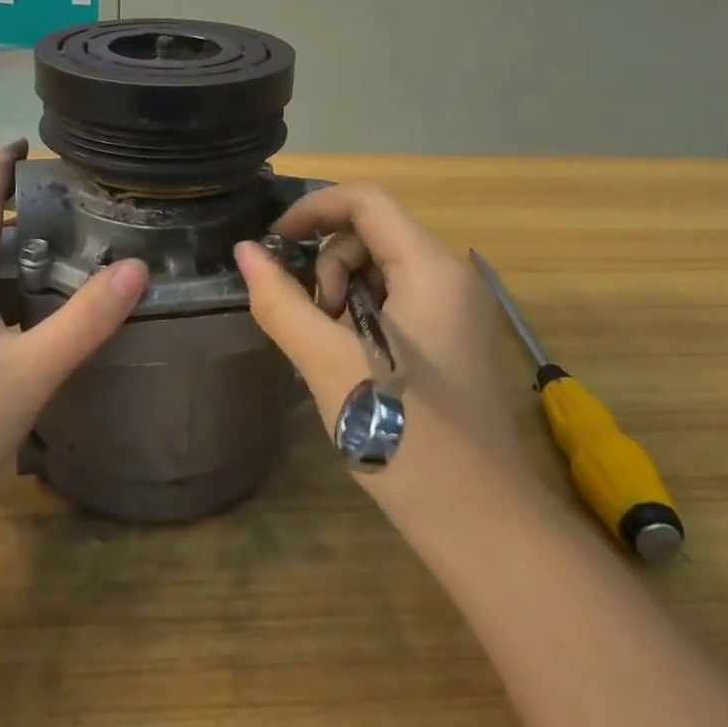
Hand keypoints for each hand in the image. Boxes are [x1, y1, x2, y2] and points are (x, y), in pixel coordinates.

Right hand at [234, 184, 540, 535]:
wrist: (483, 526)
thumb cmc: (407, 437)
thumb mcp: (331, 365)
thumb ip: (283, 303)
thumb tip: (245, 252)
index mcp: (431, 269)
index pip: (366, 201)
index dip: (313, 209)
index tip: (274, 244)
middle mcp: (450, 277)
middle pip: (371, 235)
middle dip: (328, 268)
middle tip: (315, 326)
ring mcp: (454, 311)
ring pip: (379, 270)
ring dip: (341, 296)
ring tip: (333, 352)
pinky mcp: (450, 341)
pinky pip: (394, 302)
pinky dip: (361, 318)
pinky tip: (352, 364)